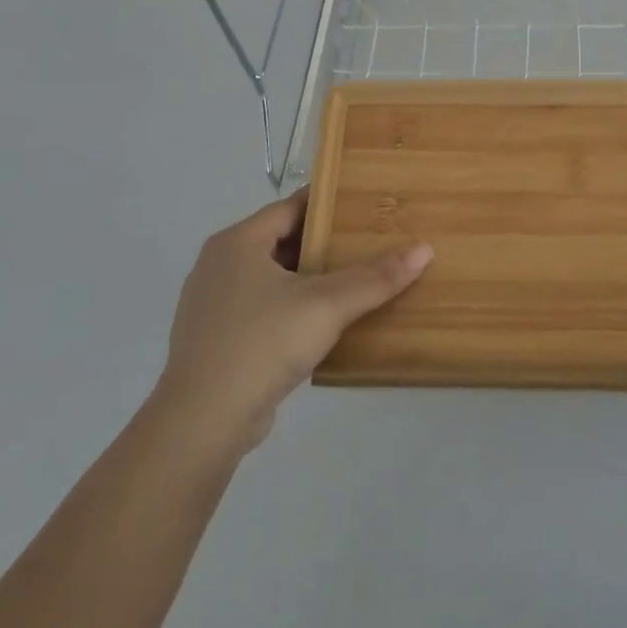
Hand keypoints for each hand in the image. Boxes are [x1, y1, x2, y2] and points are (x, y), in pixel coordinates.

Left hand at [154, 189, 431, 451]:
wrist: (202, 422)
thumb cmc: (262, 344)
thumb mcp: (327, 305)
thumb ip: (376, 277)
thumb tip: (424, 248)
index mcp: (237, 242)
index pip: (291, 207)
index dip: (329, 205)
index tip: (365, 205)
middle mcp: (218, 264)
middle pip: (282, 241)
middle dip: (324, 244)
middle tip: (368, 244)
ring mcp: (211, 304)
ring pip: (271, 278)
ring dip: (308, 279)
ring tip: (352, 281)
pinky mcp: (214, 339)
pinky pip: (261, 308)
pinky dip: (290, 307)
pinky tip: (321, 323)